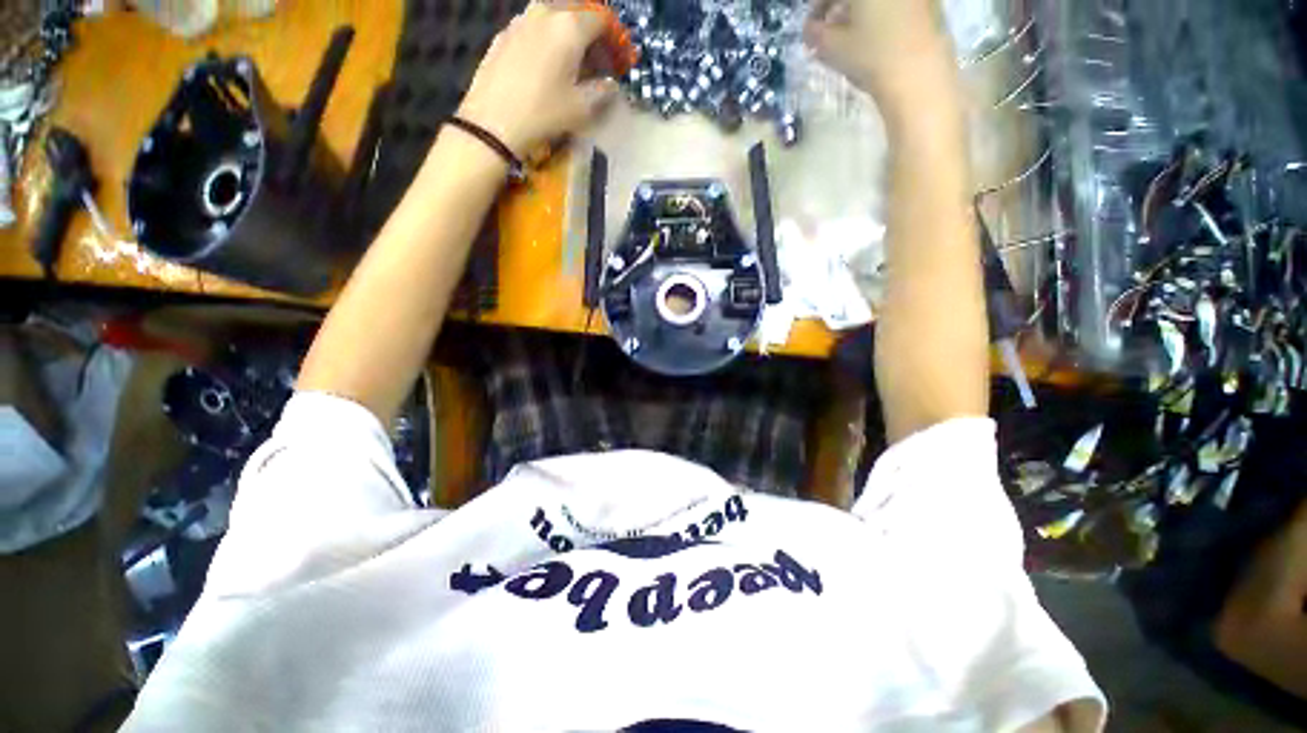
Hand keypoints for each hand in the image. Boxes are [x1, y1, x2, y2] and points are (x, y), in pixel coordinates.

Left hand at [456, 3, 619, 158]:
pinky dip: (547, 38)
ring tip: (573, 60)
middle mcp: (545, 13)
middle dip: (592, 31)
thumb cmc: (544, 113)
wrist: (493, 122)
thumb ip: (602, 91)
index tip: (619, 59)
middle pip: (577, 10)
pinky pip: (533, 27)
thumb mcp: (582, 108)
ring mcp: (521, 21)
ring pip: (553, 15)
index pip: (602, 19)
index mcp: (569, 26)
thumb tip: (611, 84)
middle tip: (598, 57)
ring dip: (568, 32)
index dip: (615, 38)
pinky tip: (547, 62)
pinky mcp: (503, 35)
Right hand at [804, 0, 959, 122]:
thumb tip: (810, 30)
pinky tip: (877, 37)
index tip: (811, 28)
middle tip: (832, 32)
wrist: (919, 73)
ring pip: (877, 1)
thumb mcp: (833, 47)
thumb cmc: (871, 55)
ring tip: (853, 37)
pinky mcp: (929, 4)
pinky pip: (896, 6)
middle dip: (840, 8)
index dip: (817, 8)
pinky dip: (882, 15)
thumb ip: (816, 35)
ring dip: (861, 12)